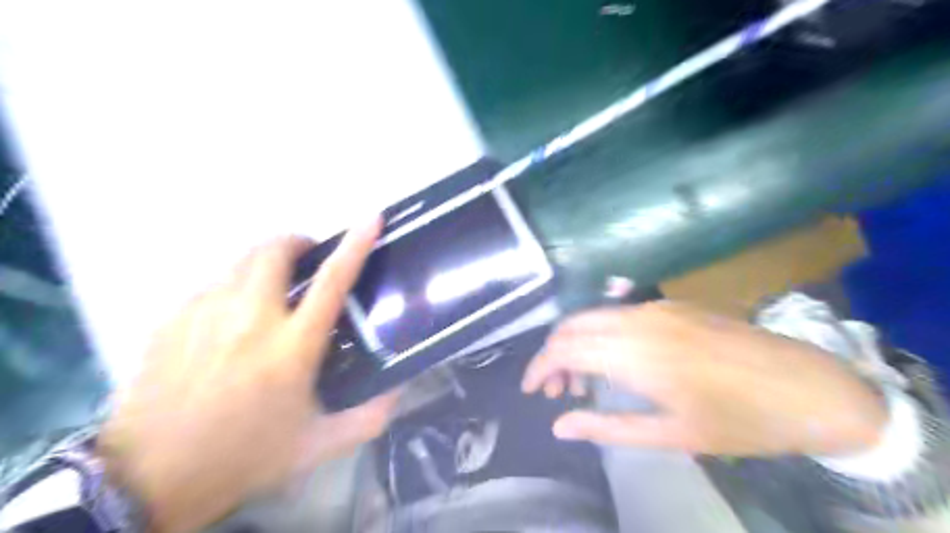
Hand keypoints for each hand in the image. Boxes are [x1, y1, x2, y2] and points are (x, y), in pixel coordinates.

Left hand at [95, 219, 393, 532]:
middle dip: (296, 242)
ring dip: (264, 263)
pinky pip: (211, 285)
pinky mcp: (171, 320)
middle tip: (308, 259)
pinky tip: (231, 318)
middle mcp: (249, 319)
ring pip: (239, 261)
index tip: (371, 217)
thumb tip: (399, 388)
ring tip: (272, 288)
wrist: (147, 481)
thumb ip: (370, 416)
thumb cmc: (244, 457)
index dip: (356, 244)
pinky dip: (232, 287)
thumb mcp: (319, 445)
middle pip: (273, 251)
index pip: (332, 281)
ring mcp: (204, 315)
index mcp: (292, 347)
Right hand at [523, 303, 887, 456]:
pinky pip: (619, 314)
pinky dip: (602, 335)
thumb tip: (559, 426)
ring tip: (583, 381)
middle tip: (557, 391)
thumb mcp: (672, 435)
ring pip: (594, 316)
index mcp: (635, 353)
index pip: (563, 349)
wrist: (812, 387)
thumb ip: (607, 427)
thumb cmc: (741, 421)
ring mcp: (656, 307)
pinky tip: (615, 361)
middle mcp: (638, 319)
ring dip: (577, 344)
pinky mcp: (672, 306)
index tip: (531, 391)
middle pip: (572, 325)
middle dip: (553, 355)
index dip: (539, 368)